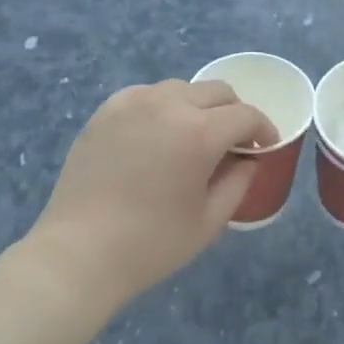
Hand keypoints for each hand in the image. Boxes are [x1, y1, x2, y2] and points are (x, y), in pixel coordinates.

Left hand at [28, 79, 275, 314]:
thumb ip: (239, 182)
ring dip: (199, 107)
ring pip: (183, 89)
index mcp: (199, 132)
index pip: (245, 115)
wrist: (78, 254)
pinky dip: (164, 108)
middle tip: (233, 142)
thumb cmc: (151, 244)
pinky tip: (158, 135)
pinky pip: (148, 95)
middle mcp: (169, 104)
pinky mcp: (108, 110)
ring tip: (193, 137)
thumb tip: (248, 159)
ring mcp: (134, 102)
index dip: (263, 128)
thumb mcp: (209, 221)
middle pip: (217, 92)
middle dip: (234, 113)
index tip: (266, 145)